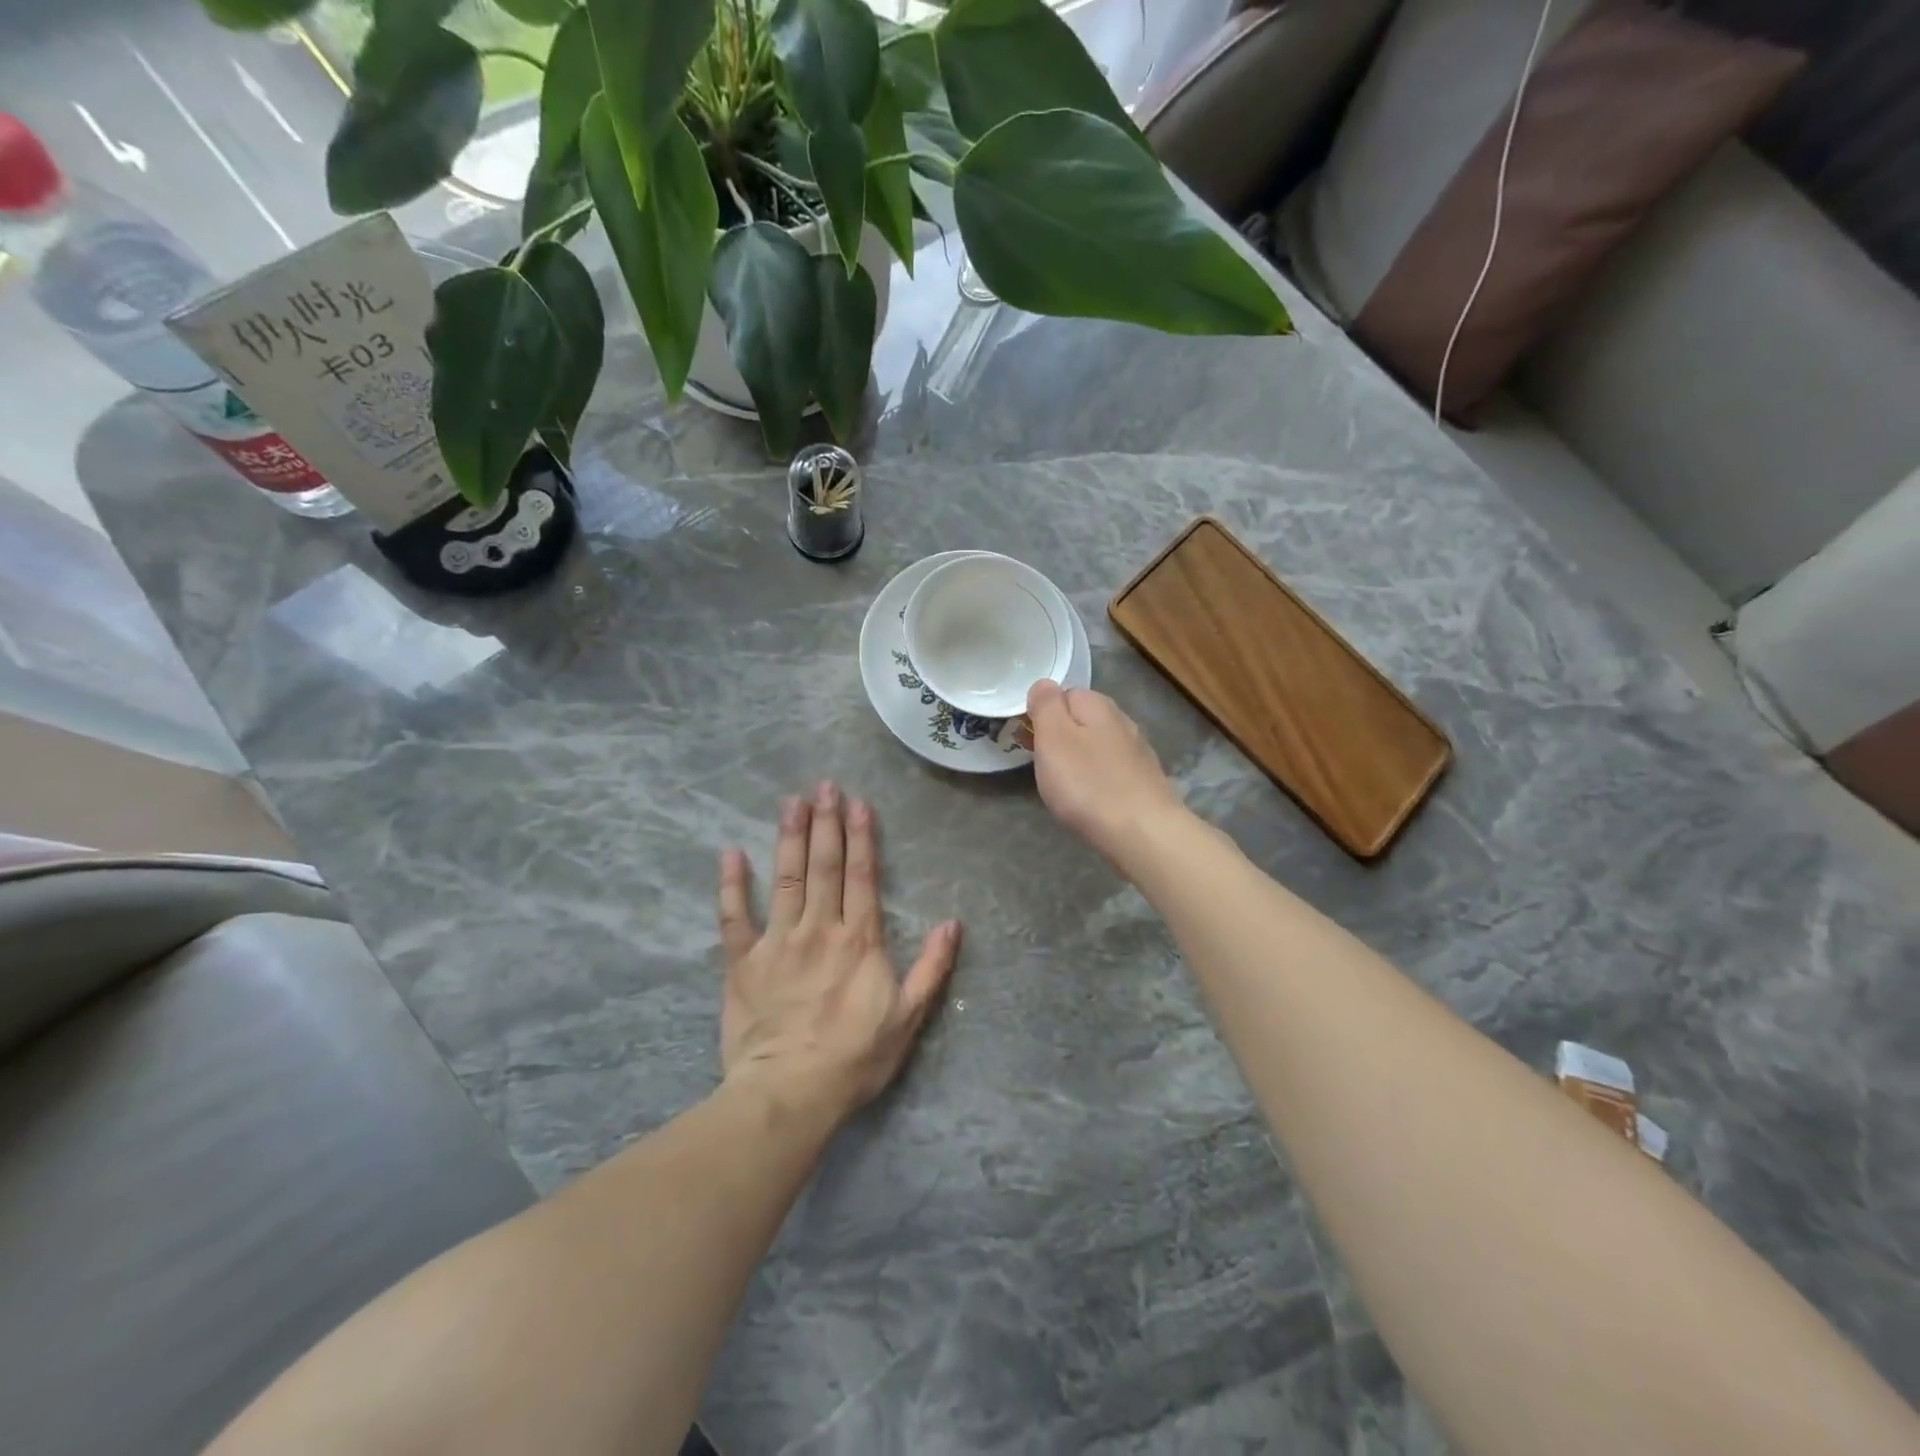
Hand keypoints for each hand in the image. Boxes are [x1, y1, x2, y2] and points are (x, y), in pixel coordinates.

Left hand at [717, 782, 960, 1122]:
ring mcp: (778, 942)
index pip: (862, 877)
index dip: (861, 837)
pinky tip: (730, 852)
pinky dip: (731, 884)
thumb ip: (931, 968)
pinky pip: (734, 917)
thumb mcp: (907, 1018)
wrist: (789, 1093)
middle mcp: (819, 930)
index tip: (859, 803)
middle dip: (826, 823)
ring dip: (788, 838)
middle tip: (824, 786)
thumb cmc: (854, 1058)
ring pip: (785, 879)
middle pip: (824, 867)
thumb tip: (952, 924)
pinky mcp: (743, 962)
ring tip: (790, 802)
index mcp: (859, 940)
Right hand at [1026, 680, 1185, 860]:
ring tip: (1067, 787)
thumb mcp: (1053, 737)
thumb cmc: (1088, 784)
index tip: (1030, 741)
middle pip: (1082, 720)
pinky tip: (1094, 799)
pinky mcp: (1145, 780)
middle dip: (1062, 738)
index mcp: (1097, 705)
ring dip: (1081, 759)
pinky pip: (1112, 770)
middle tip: (1045, 767)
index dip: (1043, 714)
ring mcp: (1138, 751)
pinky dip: (1099, 779)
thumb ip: (1046, 705)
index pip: (1063, 693)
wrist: (1143, 832)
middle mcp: (1122, 720)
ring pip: (1098, 745)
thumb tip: (1044, 684)